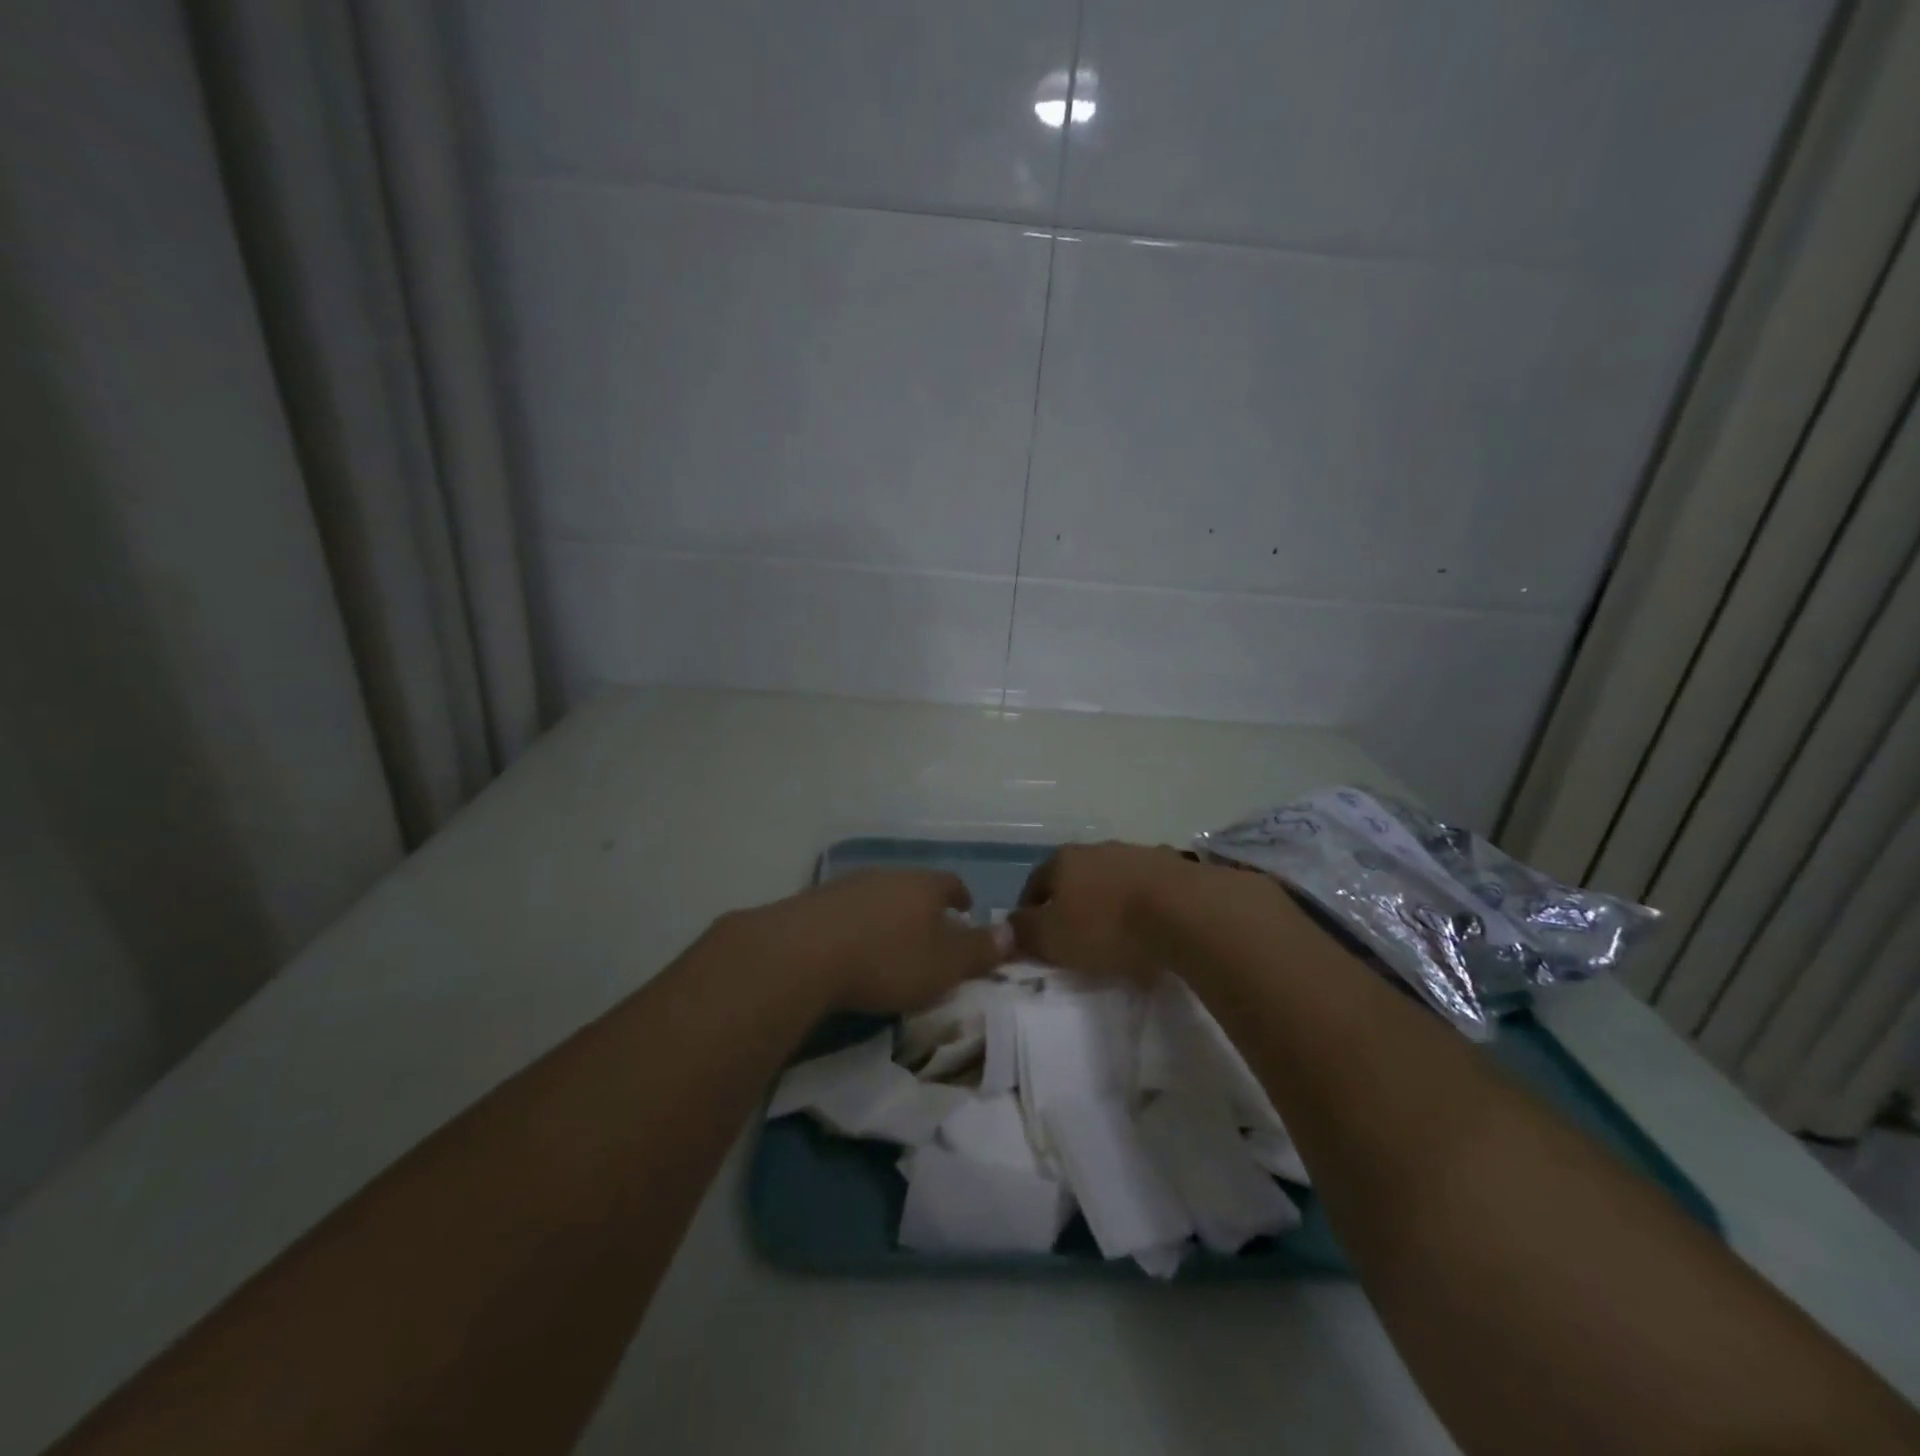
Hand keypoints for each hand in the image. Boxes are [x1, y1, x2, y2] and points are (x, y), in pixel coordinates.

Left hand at [734, 869, 1010, 1014]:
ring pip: (879, 896)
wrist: (803, 953)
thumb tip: (1011, 932)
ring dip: (888, 916)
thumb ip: (978, 950)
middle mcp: (889, 875)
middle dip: (924, 908)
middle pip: (914, 887)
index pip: (952, 884)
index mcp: (925, 885)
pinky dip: (857, 926)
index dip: (962, 898)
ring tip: (890, 943)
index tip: (966, 912)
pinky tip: (851, 948)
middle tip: (930, 934)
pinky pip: (848, 910)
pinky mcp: (815, 902)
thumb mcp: (944, 965)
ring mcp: (849, 885)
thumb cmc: (887, 960)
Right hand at [1008, 841, 1193, 981]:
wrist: (1184, 912)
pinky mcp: (1174, 867)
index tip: (1034, 936)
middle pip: (1076, 877)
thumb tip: (1007, 926)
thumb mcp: (1052, 938)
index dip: (1030, 910)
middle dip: (1072, 903)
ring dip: (1110, 902)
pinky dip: (1143, 906)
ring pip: (1113, 880)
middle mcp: (1098, 848)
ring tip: (1117, 936)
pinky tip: (1150, 929)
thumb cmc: (1107, 926)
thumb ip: (1024, 932)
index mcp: (1063, 860)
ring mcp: (1138, 853)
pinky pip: (1148, 889)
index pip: (1036, 883)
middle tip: (1076, 937)